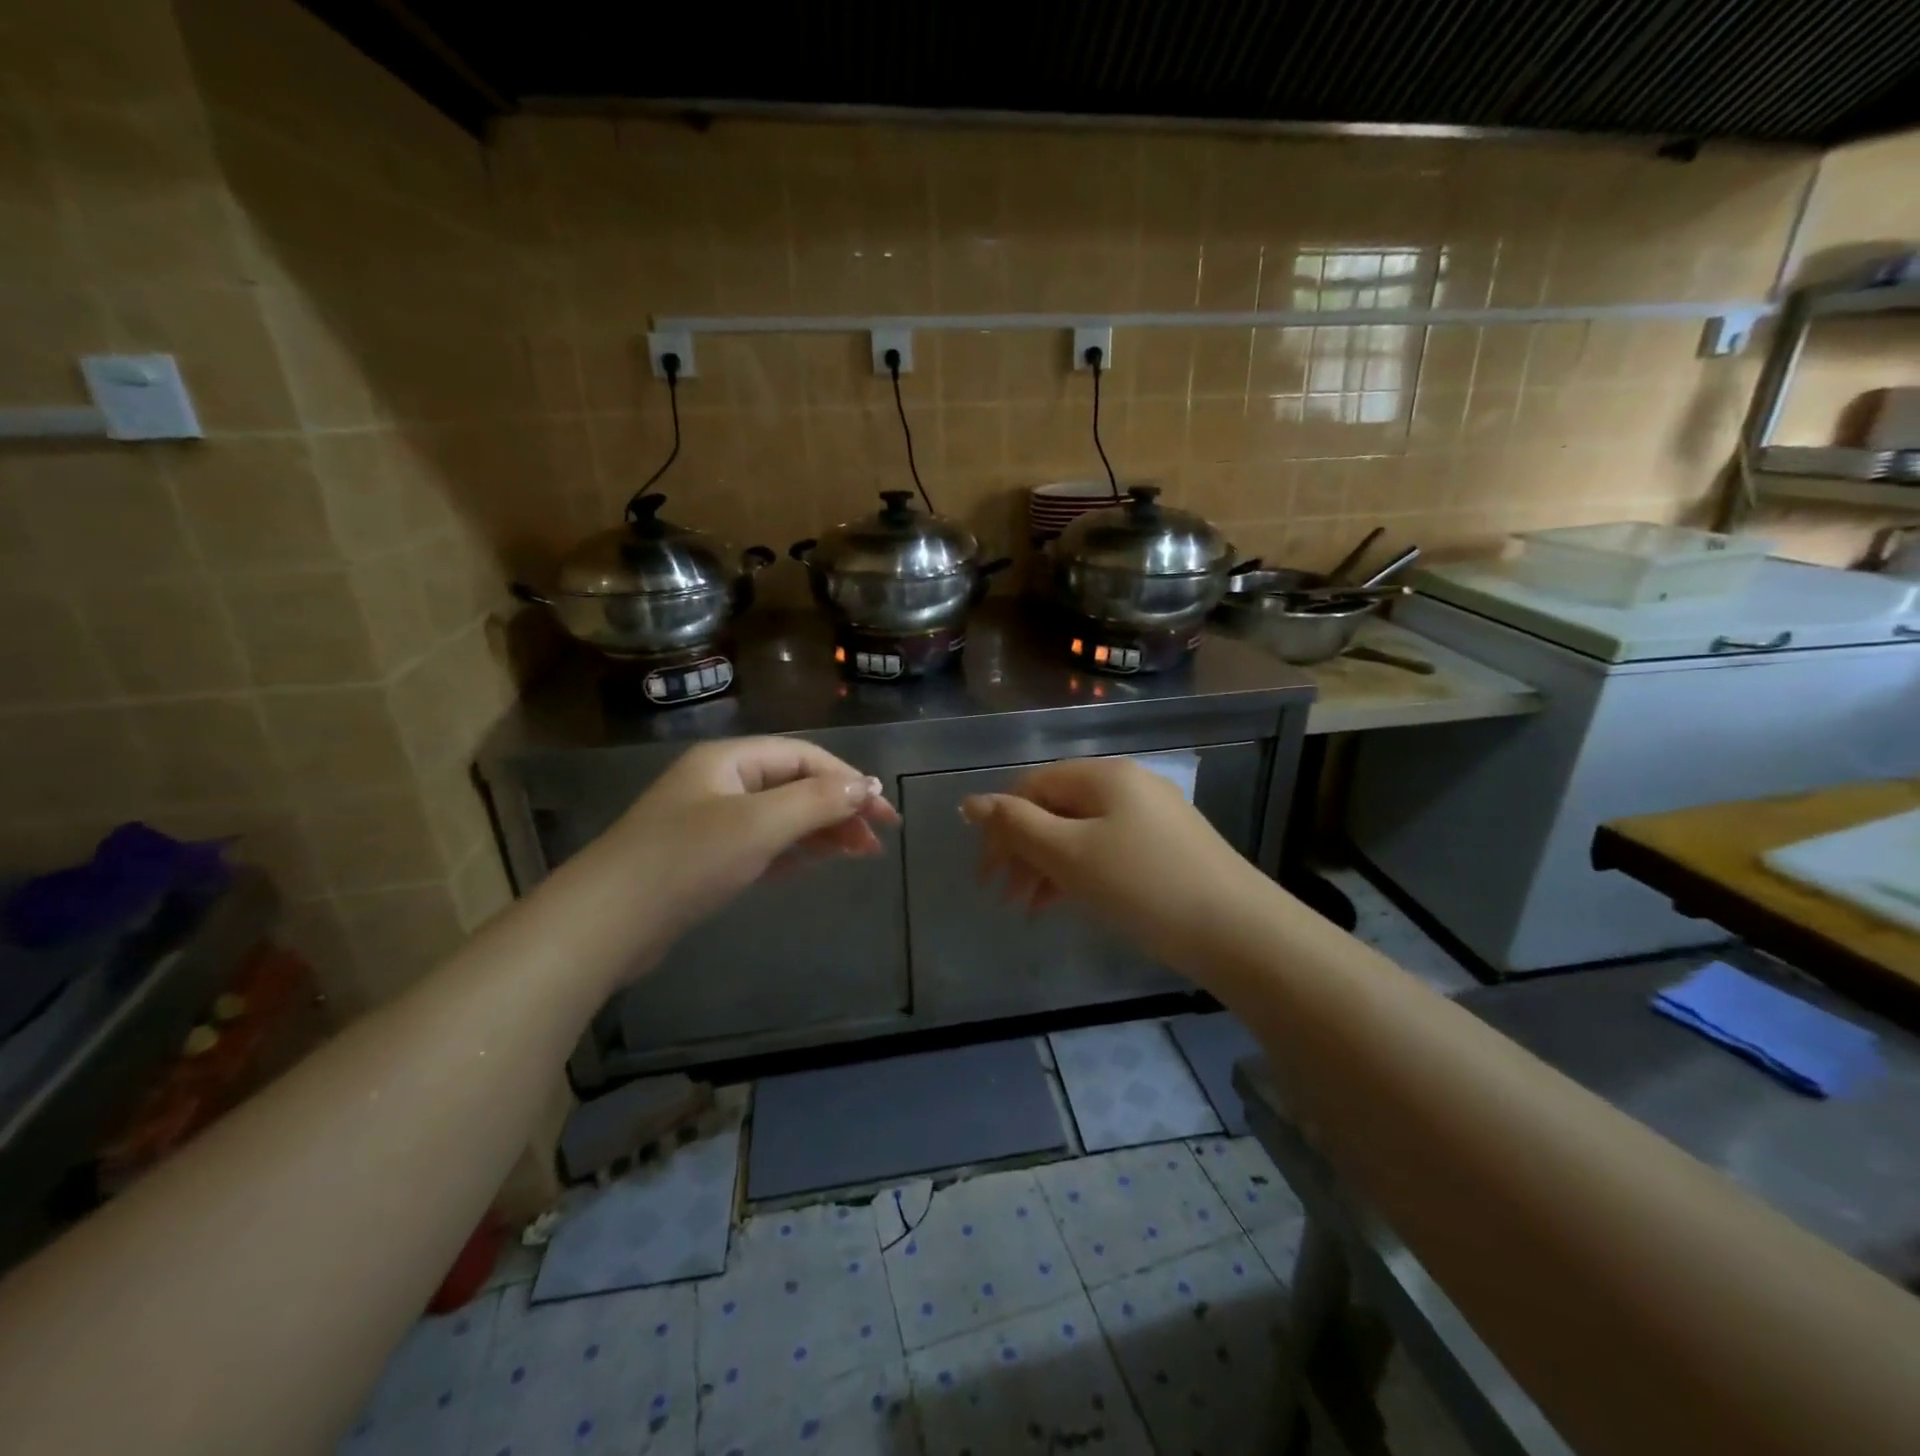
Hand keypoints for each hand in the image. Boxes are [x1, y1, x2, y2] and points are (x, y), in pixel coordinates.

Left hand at [608, 737, 898, 944]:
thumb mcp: (758, 824)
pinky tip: (820, 861)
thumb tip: (866, 787)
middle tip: (878, 838)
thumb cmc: (686, 860)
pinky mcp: (707, 857)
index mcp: (730, 759)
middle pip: (796, 784)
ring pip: (783, 816)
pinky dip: (796, 849)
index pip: (805, 758)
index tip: (884, 812)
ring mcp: (713, 821)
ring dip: (823, 829)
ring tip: (861, 852)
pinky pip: (765, 843)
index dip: (850, 780)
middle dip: (840, 807)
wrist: (607, 922)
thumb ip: (816, 801)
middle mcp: (723, 782)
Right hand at [960, 756, 1262, 972]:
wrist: (1239, 932)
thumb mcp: (1070, 855)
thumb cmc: (1143, 886)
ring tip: (1030, 908)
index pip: (1033, 786)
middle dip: (1023, 850)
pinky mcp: (1168, 849)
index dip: (1001, 826)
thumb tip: (970, 801)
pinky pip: (1108, 851)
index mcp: (1104, 776)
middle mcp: (1128, 786)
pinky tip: (1068, 903)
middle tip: (1003, 896)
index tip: (986, 874)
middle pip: (1057, 809)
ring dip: (1048, 866)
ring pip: (1081, 833)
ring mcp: (1153, 817)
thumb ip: (1016, 825)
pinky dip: (1080, 874)